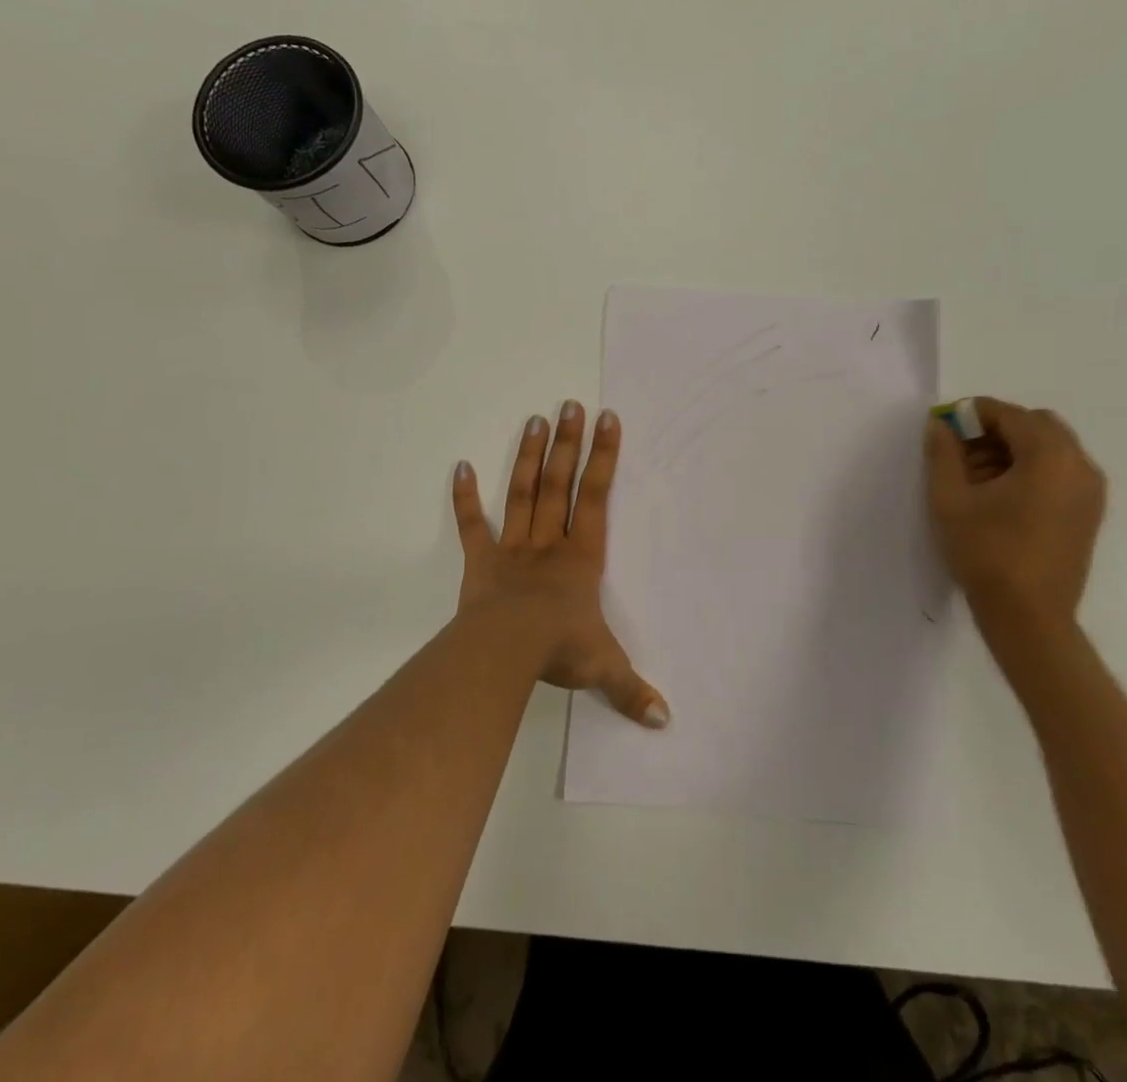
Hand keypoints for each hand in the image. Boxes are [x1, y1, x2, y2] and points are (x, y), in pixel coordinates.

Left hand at [452, 402, 668, 729]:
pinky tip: (460, 466)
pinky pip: (472, 525)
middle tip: (569, 404)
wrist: (505, 653)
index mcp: (582, 556)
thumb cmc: (559, 650)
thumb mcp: (603, 668)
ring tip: (534, 418)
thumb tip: (667, 721)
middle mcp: (550, 542)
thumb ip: (632, 689)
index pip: (597, 495)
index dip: (604, 456)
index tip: (608, 419)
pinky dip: (465, 497)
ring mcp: (513, 547)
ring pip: (523, 492)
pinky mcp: (481, 561)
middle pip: (559, 482)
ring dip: (528, 455)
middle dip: (567, 443)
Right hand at [925, 397, 1107, 657]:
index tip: (946, 426)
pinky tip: (1003, 495)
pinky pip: (1062, 471)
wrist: (1029, 618)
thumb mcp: (950, 500)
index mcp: (1049, 456)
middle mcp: (1079, 465)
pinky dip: (1033, 469)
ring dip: (1015, 449)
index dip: (974, 414)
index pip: (1010, 415)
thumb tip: (940, 424)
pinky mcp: (1090, 513)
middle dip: (997, 430)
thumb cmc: (987, 553)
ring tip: (978, 476)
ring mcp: (1090, 491)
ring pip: (1051, 448)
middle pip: (1036, 425)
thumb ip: (943, 453)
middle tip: (962, 450)